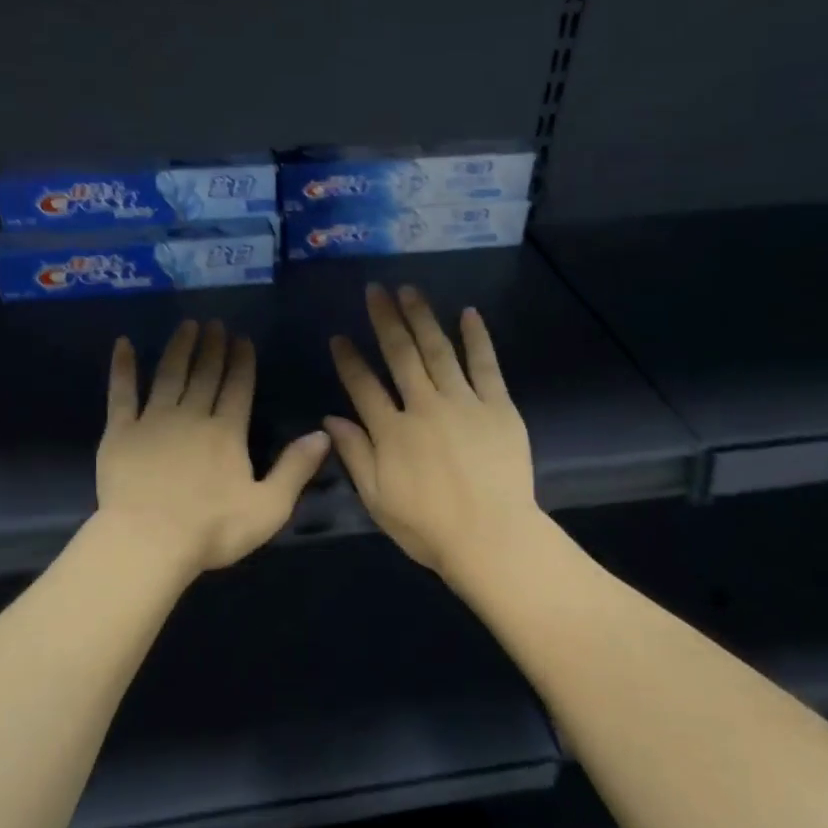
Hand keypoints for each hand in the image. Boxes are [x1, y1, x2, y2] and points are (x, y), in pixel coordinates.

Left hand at [97, 319, 329, 579]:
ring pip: (169, 375)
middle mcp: (192, 416)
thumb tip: (324, 434)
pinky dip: (123, 368)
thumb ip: (296, 469)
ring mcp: (153, 421)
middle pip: (205, 374)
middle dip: (213, 347)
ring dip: (179, 348)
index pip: (238, 387)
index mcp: (227, 433)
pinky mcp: (120, 432)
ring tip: (187, 325)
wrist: (149, 542)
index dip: (242, 362)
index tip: (242, 338)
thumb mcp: (269, 507)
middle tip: (215, 323)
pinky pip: (122, 393)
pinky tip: (123, 345)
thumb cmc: (213, 530)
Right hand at [324, 284, 540, 583]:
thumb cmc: (428, 527)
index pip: (363, 386)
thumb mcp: (377, 499)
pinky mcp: (498, 407)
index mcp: (391, 432)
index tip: (338, 336)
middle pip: (401, 356)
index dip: (348, 360)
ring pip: (439, 351)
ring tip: (410, 290)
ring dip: (423, 318)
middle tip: (375, 290)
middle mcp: (424, 407)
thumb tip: (330, 420)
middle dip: (385, 321)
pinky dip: (477, 338)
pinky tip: (468, 313)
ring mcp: (463, 403)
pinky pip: (486, 365)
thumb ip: (355, 455)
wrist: (492, 536)